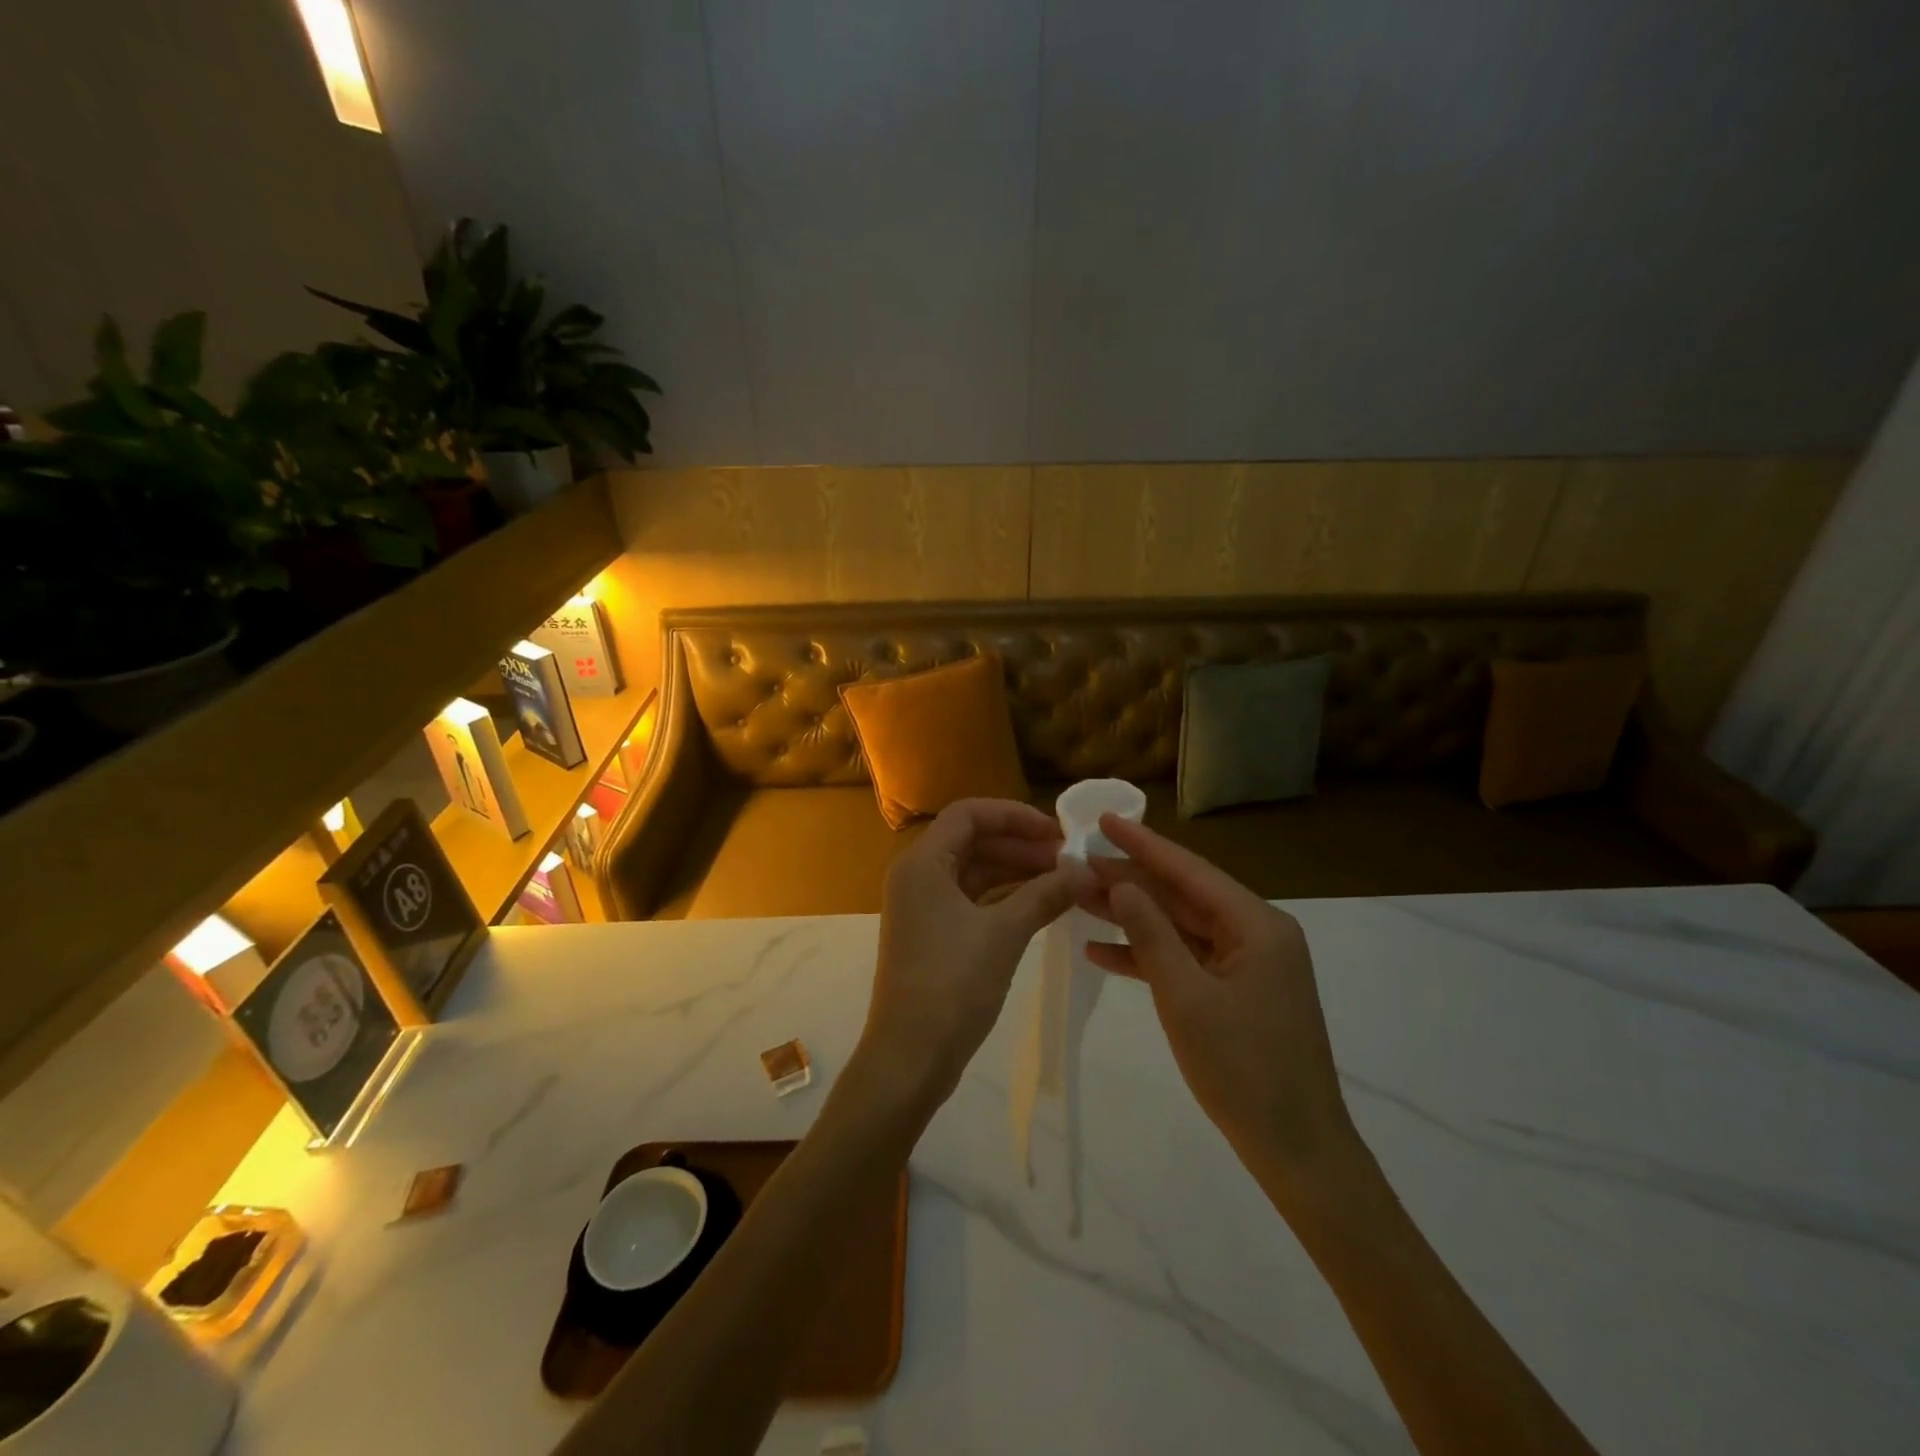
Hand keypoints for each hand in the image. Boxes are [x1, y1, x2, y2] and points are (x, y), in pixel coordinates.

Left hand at [858, 799, 1081, 1113]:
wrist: (911, 1056)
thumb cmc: (952, 985)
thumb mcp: (1004, 934)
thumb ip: (1044, 894)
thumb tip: (1085, 871)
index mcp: (923, 863)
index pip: (969, 814)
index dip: (1014, 815)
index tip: (1057, 831)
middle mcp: (918, 876)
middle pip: (972, 840)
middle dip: (1020, 844)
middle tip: (1068, 858)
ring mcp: (924, 906)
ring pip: (975, 871)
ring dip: (1016, 871)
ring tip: (1063, 880)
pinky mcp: (933, 933)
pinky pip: (972, 899)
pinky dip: (1005, 897)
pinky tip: (1041, 904)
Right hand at [1076, 815, 1361, 1203]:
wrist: (1298, 1152)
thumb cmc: (1244, 1071)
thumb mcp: (1187, 998)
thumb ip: (1151, 935)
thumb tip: (1122, 883)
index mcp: (1257, 926)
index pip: (1190, 871)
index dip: (1143, 844)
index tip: (1103, 820)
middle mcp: (1256, 934)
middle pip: (1183, 896)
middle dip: (1130, 881)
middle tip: (1078, 863)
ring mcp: (1247, 965)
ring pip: (1180, 927)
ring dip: (1132, 917)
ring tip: (1079, 899)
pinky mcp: (1237, 992)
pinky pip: (1187, 960)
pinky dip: (1148, 956)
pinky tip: (1101, 952)